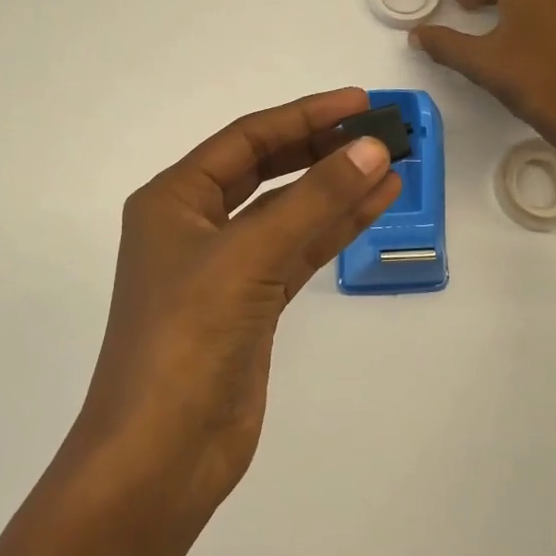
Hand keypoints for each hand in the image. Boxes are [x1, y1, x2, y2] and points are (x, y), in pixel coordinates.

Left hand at [72, 88, 401, 517]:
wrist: (163, 453)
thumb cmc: (188, 339)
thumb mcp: (249, 256)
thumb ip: (314, 200)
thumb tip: (372, 149)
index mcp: (174, 200)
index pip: (247, 139)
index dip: (305, 116)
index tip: (360, 102)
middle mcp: (195, 225)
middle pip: (268, 170)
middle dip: (323, 149)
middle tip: (381, 131)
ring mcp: (225, 268)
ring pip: (289, 212)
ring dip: (337, 188)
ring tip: (393, 164)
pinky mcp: (252, 305)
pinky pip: (298, 251)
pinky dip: (334, 229)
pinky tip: (374, 206)